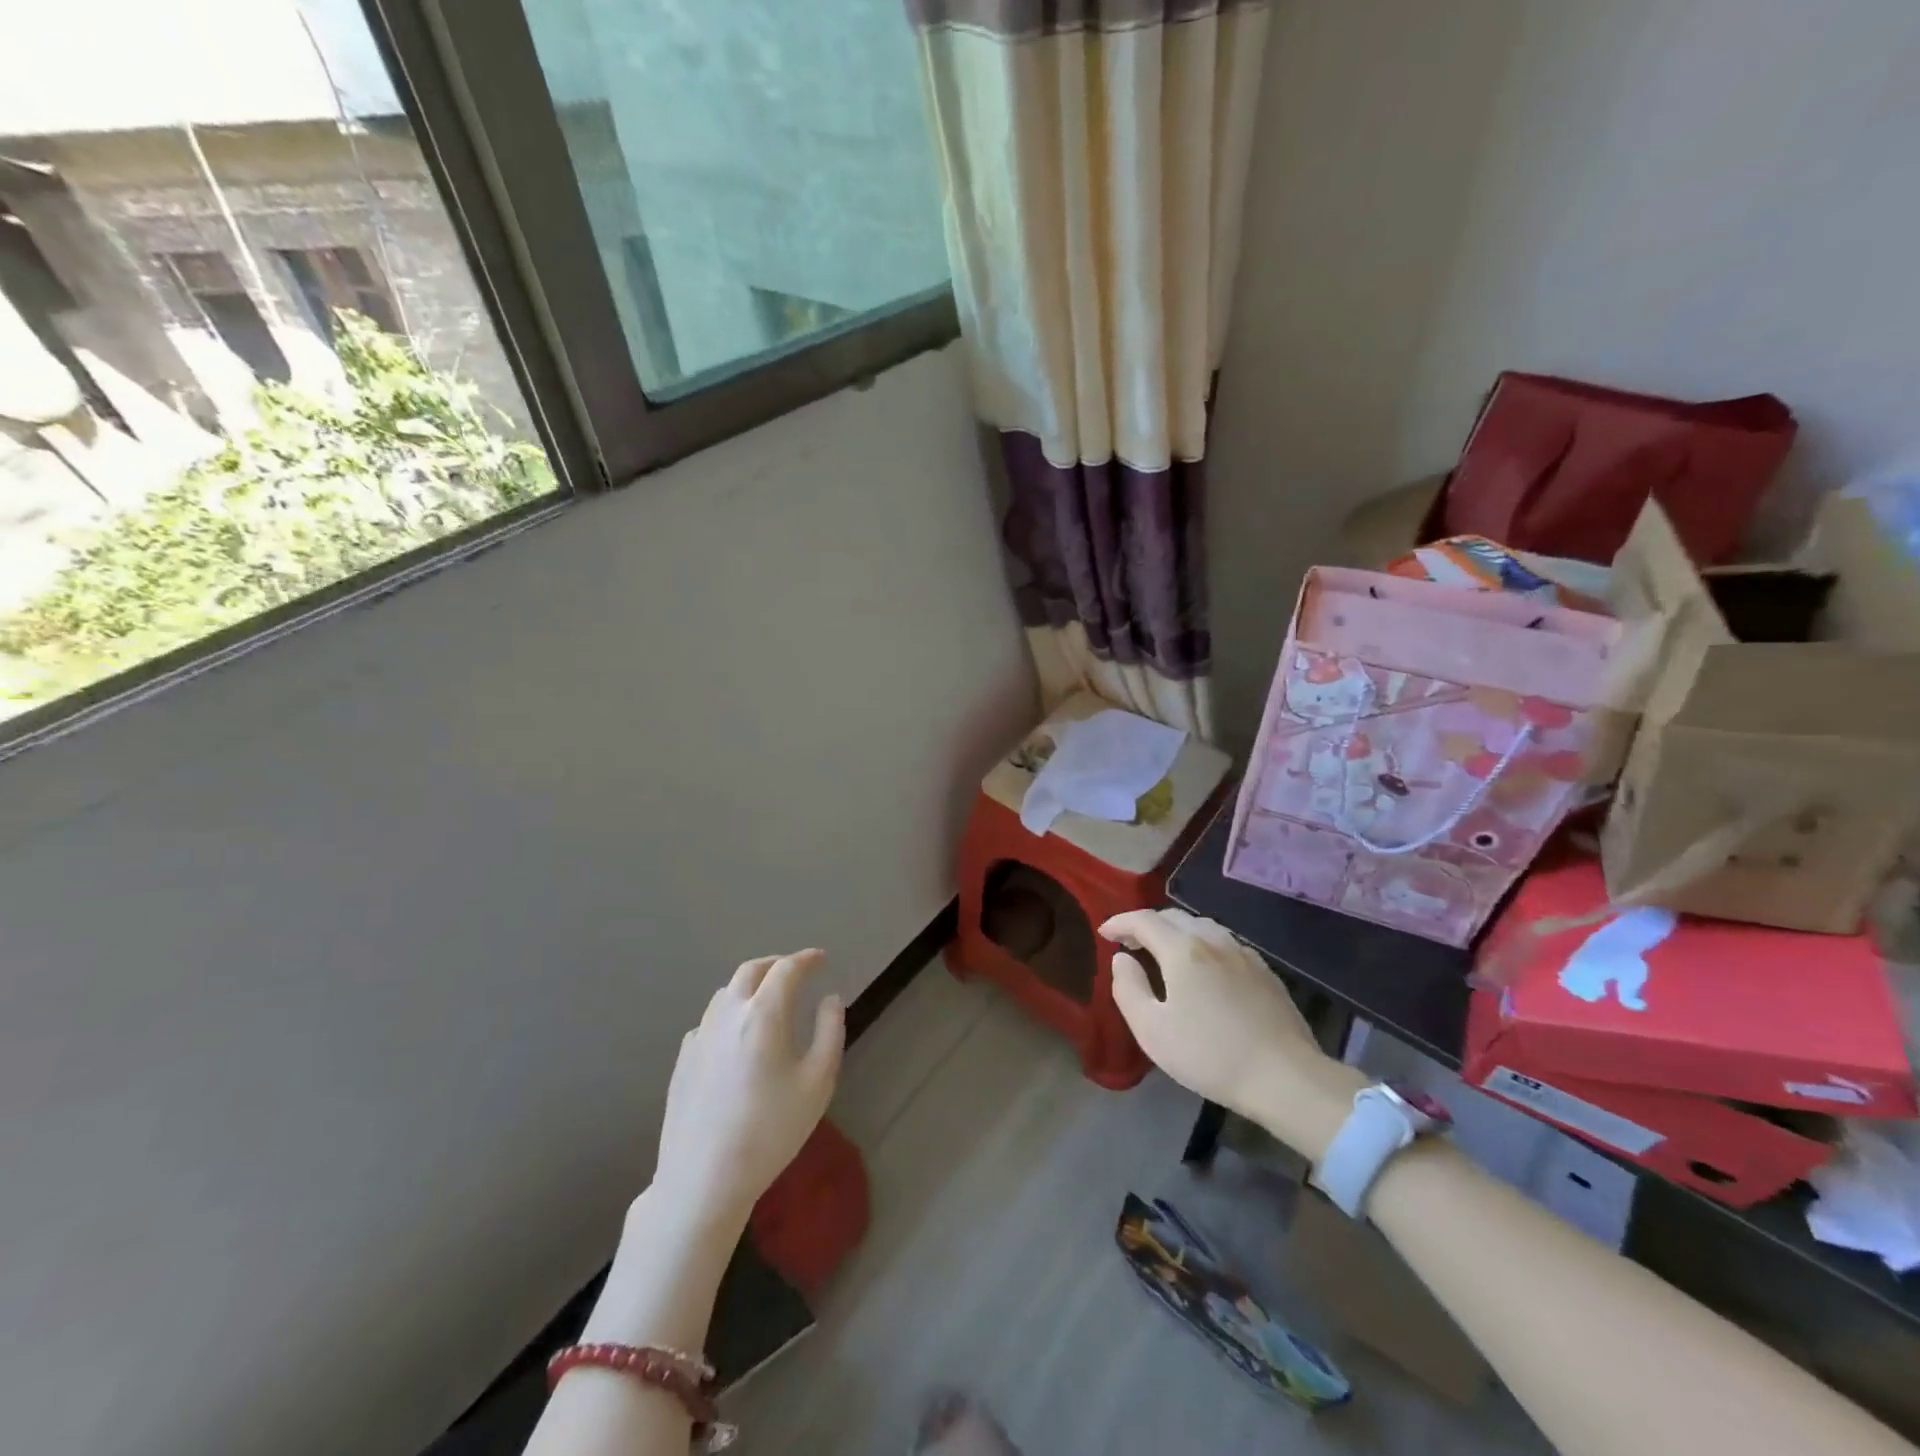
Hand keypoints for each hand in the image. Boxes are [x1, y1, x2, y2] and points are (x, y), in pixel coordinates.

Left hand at [652, 949, 845, 1231]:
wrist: (703, 1179)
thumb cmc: (770, 1130)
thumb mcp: (818, 1083)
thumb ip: (830, 1032)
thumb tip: (830, 999)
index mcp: (763, 1014)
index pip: (787, 969)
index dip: (807, 959)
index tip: (822, 959)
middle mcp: (728, 1014)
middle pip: (751, 971)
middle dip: (777, 964)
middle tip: (797, 971)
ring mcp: (700, 1035)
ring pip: (727, 993)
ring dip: (751, 986)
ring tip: (769, 1000)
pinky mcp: (683, 1059)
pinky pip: (710, 1020)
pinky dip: (731, 1013)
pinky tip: (738, 1037)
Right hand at [1101, 909, 1361, 1159]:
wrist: (1285, 1077)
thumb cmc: (1210, 1055)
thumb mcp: (1152, 1030)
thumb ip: (1128, 988)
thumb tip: (1122, 959)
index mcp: (1183, 950)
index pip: (1143, 920)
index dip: (1120, 922)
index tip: (1104, 933)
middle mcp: (1213, 940)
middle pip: (1173, 917)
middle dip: (1146, 924)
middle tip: (1129, 942)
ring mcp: (1243, 953)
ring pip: (1201, 926)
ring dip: (1175, 932)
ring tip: (1163, 951)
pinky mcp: (1264, 971)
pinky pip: (1224, 943)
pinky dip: (1202, 944)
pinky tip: (1203, 967)